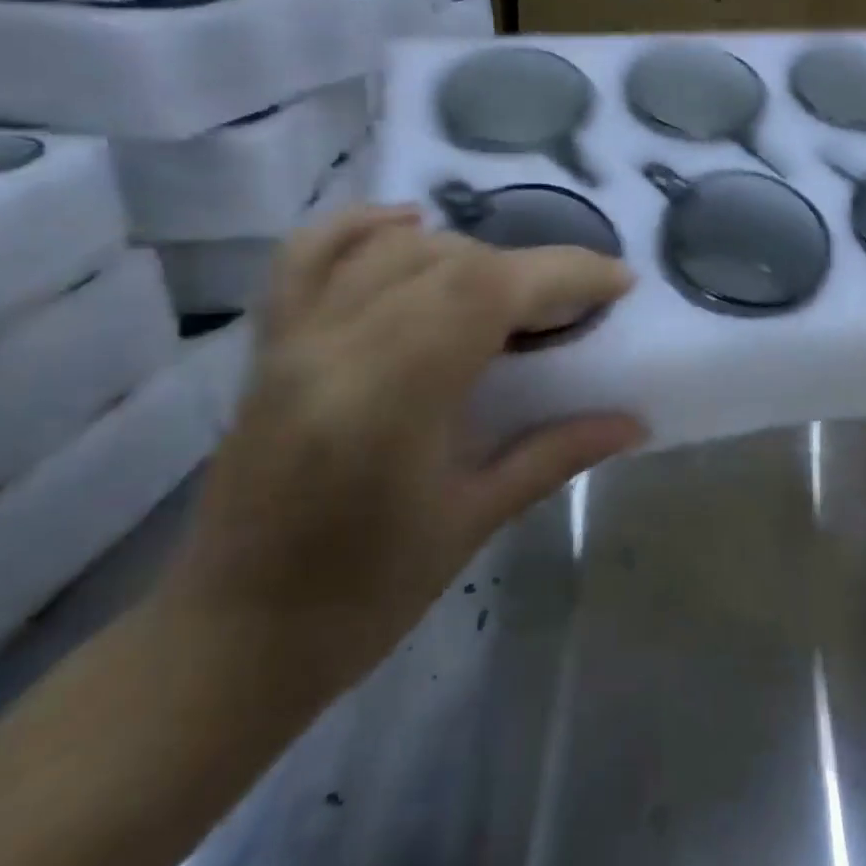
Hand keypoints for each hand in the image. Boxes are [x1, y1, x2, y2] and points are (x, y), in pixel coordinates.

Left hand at [155, 206, 643, 700]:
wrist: (231, 640)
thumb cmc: (364, 597)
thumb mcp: (474, 523)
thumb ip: (557, 454)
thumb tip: (634, 421)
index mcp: (388, 400)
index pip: (486, 291)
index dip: (562, 272)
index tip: (618, 282)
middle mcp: (334, 349)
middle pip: (450, 261)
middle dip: (530, 269)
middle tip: (574, 305)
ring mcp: (294, 339)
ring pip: (395, 250)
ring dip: (469, 253)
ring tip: (509, 292)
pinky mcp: (271, 343)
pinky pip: (311, 254)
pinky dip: (366, 225)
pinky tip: (413, 225)